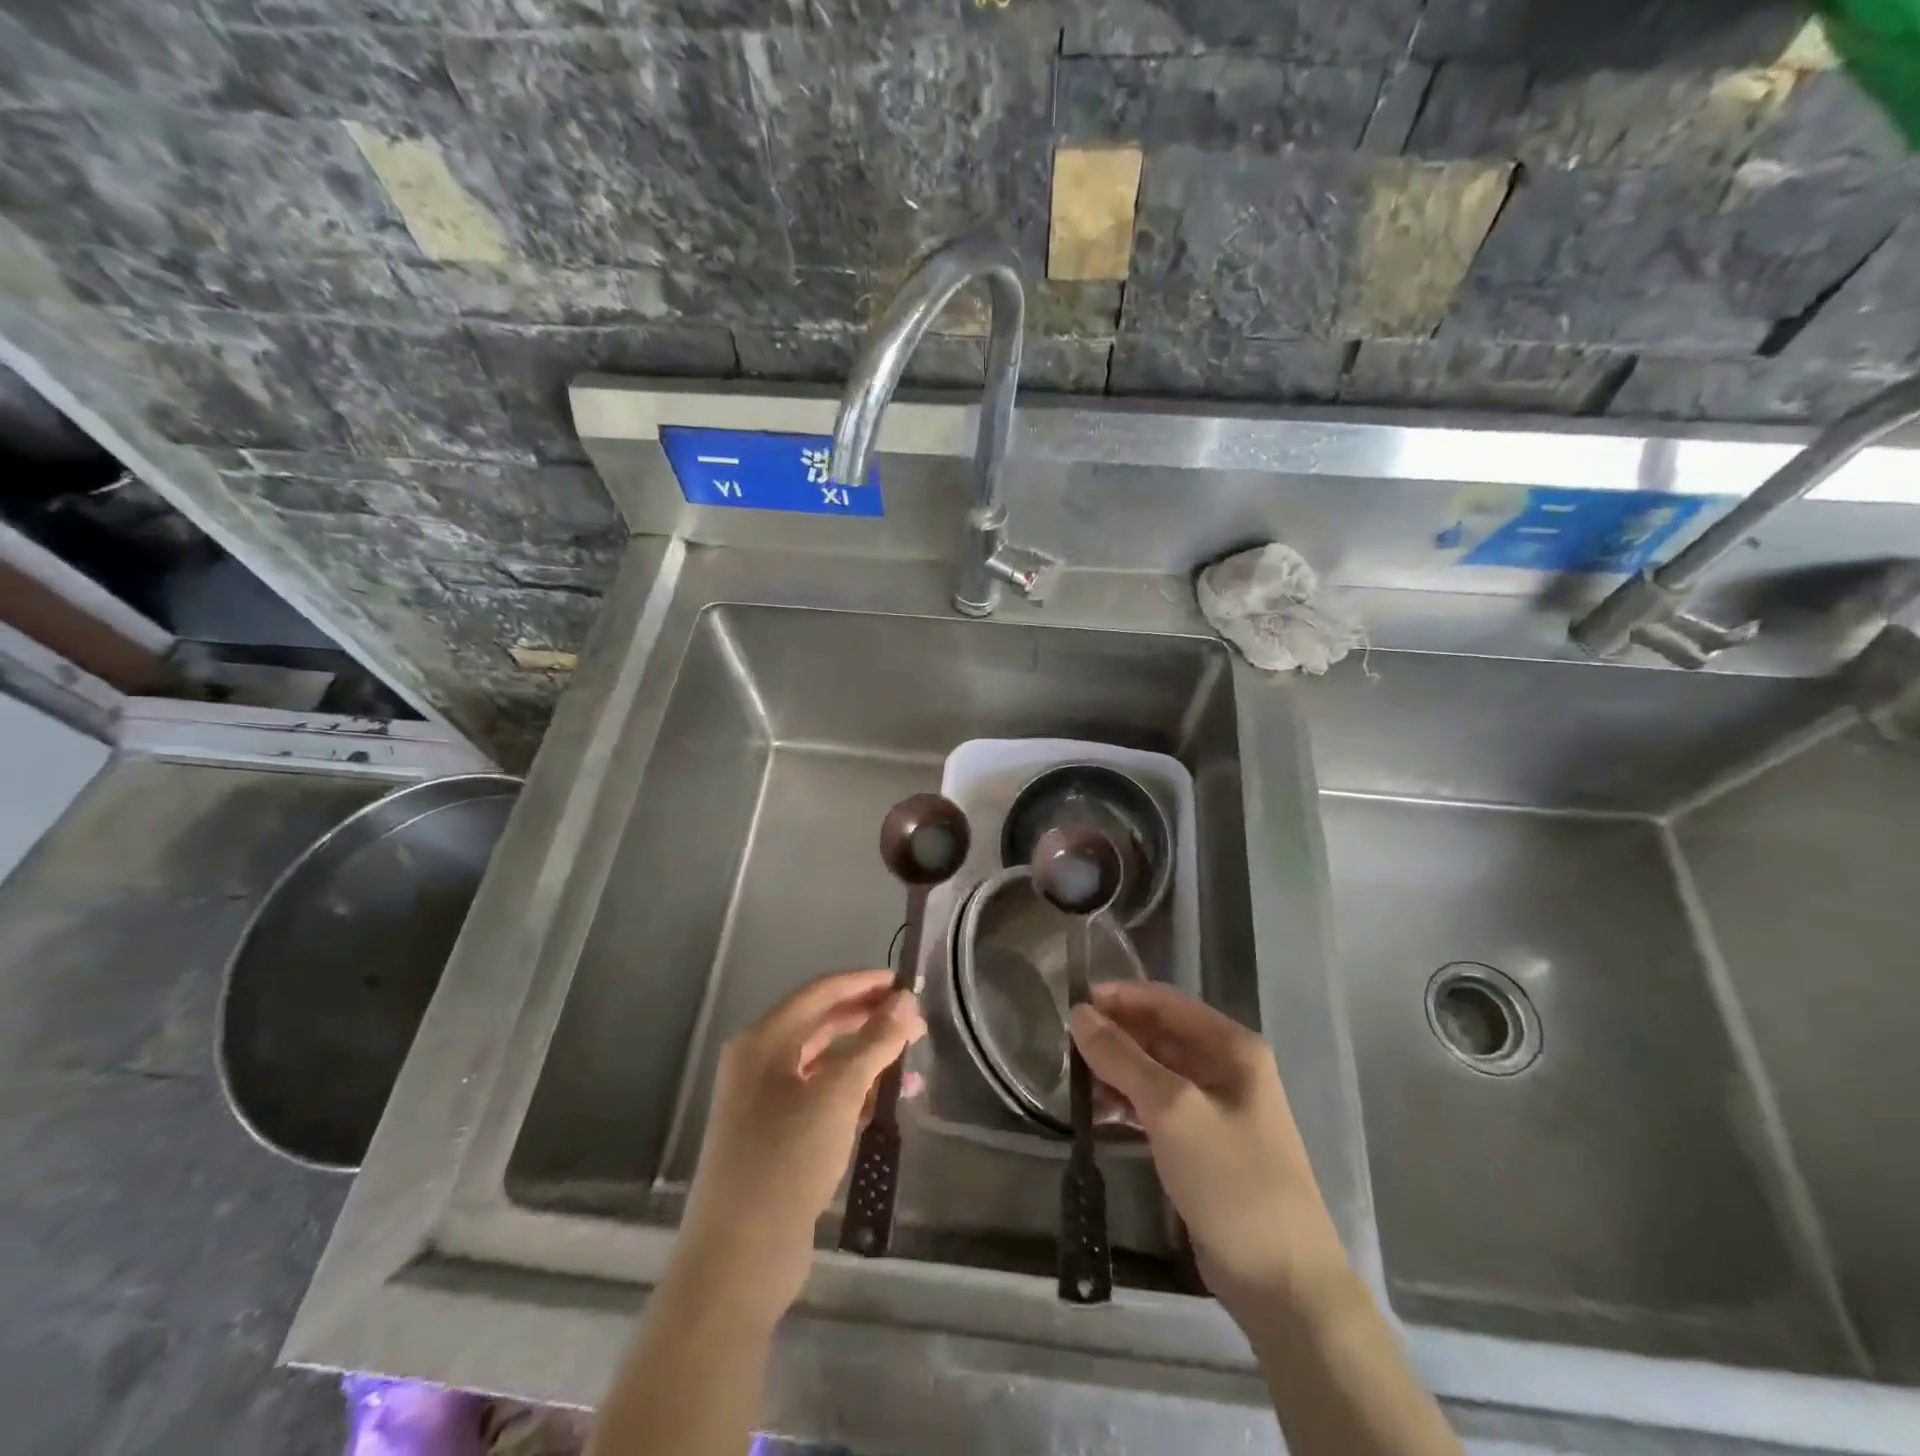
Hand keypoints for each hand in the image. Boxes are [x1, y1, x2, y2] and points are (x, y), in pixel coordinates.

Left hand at [670, 969, 925, 1326]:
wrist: (739, 1259)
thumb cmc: (786, 1161)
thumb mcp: (837, 1094)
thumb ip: (874, 1043)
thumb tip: (905, 1000)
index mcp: (763, 1041)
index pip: (820, 992)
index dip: (864, 983)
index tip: (906, 983)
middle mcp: (758, 1062)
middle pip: (821, 1025)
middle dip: (869, 1021)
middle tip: (916, 1025)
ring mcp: (764, 1101)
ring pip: (824, 1063)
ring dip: (866, 1059)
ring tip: (910, 1066)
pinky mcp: (775, 1136)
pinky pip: (820, 1096)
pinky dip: (853, 1093)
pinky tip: (885, 1102)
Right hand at [1068, 982, 1348, 1320]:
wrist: (1282, 1284)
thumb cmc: (1232, 1180)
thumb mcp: (1172, 1109)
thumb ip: (1122, 1057)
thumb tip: (1079, 1014)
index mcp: (1231, 1046)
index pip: (1165, 1001)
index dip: (1119, 997)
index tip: (1072, 1004)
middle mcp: (1225, 1067)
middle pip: (1159, 1033)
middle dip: (1114, 1035)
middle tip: (1065, 1045)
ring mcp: (1215, 1107)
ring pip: (1154, 1070)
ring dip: (1116, 1070)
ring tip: (1074, 1081)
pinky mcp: (1202, 1142)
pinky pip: (1157, 1105)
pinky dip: (1127, 1103)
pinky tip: (1096, 1113)